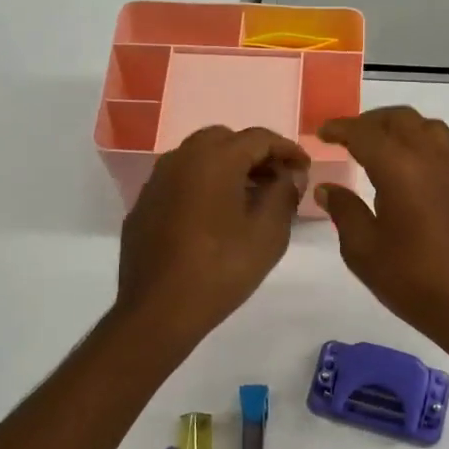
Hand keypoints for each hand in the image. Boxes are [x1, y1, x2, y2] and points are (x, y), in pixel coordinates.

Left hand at [116, 126, 310, 348]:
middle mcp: (180, 158)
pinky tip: (215, 216)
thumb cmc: (221, 269)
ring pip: (198, 158)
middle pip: (224, 140)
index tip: (304, 169)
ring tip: (250, 197)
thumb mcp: (268, 233)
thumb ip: (284, 194)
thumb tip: (290, 175)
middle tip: (277, 180)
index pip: (258, 137)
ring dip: (227, 167)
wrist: (158, 310)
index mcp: (214, 159)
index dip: (287, 149)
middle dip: (254, 154)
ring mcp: (156, 181)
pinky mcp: (144, 205)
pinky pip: (179, 181)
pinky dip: (202, 185)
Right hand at [315, 107, 448, 353]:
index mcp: (400, 169)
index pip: (365, 133)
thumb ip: (344, 211)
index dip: (340, 128)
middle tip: (349, 137)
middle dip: (371, 122)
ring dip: (401, 128)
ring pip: (429, 128)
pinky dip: (423, 147)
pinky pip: (446, 150)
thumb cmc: (413, 281)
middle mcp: (432, 158)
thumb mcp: (363, 251)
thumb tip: (328, 189)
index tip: (323, 132)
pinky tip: (413, 175)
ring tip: (382, 148)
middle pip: (400, 119)